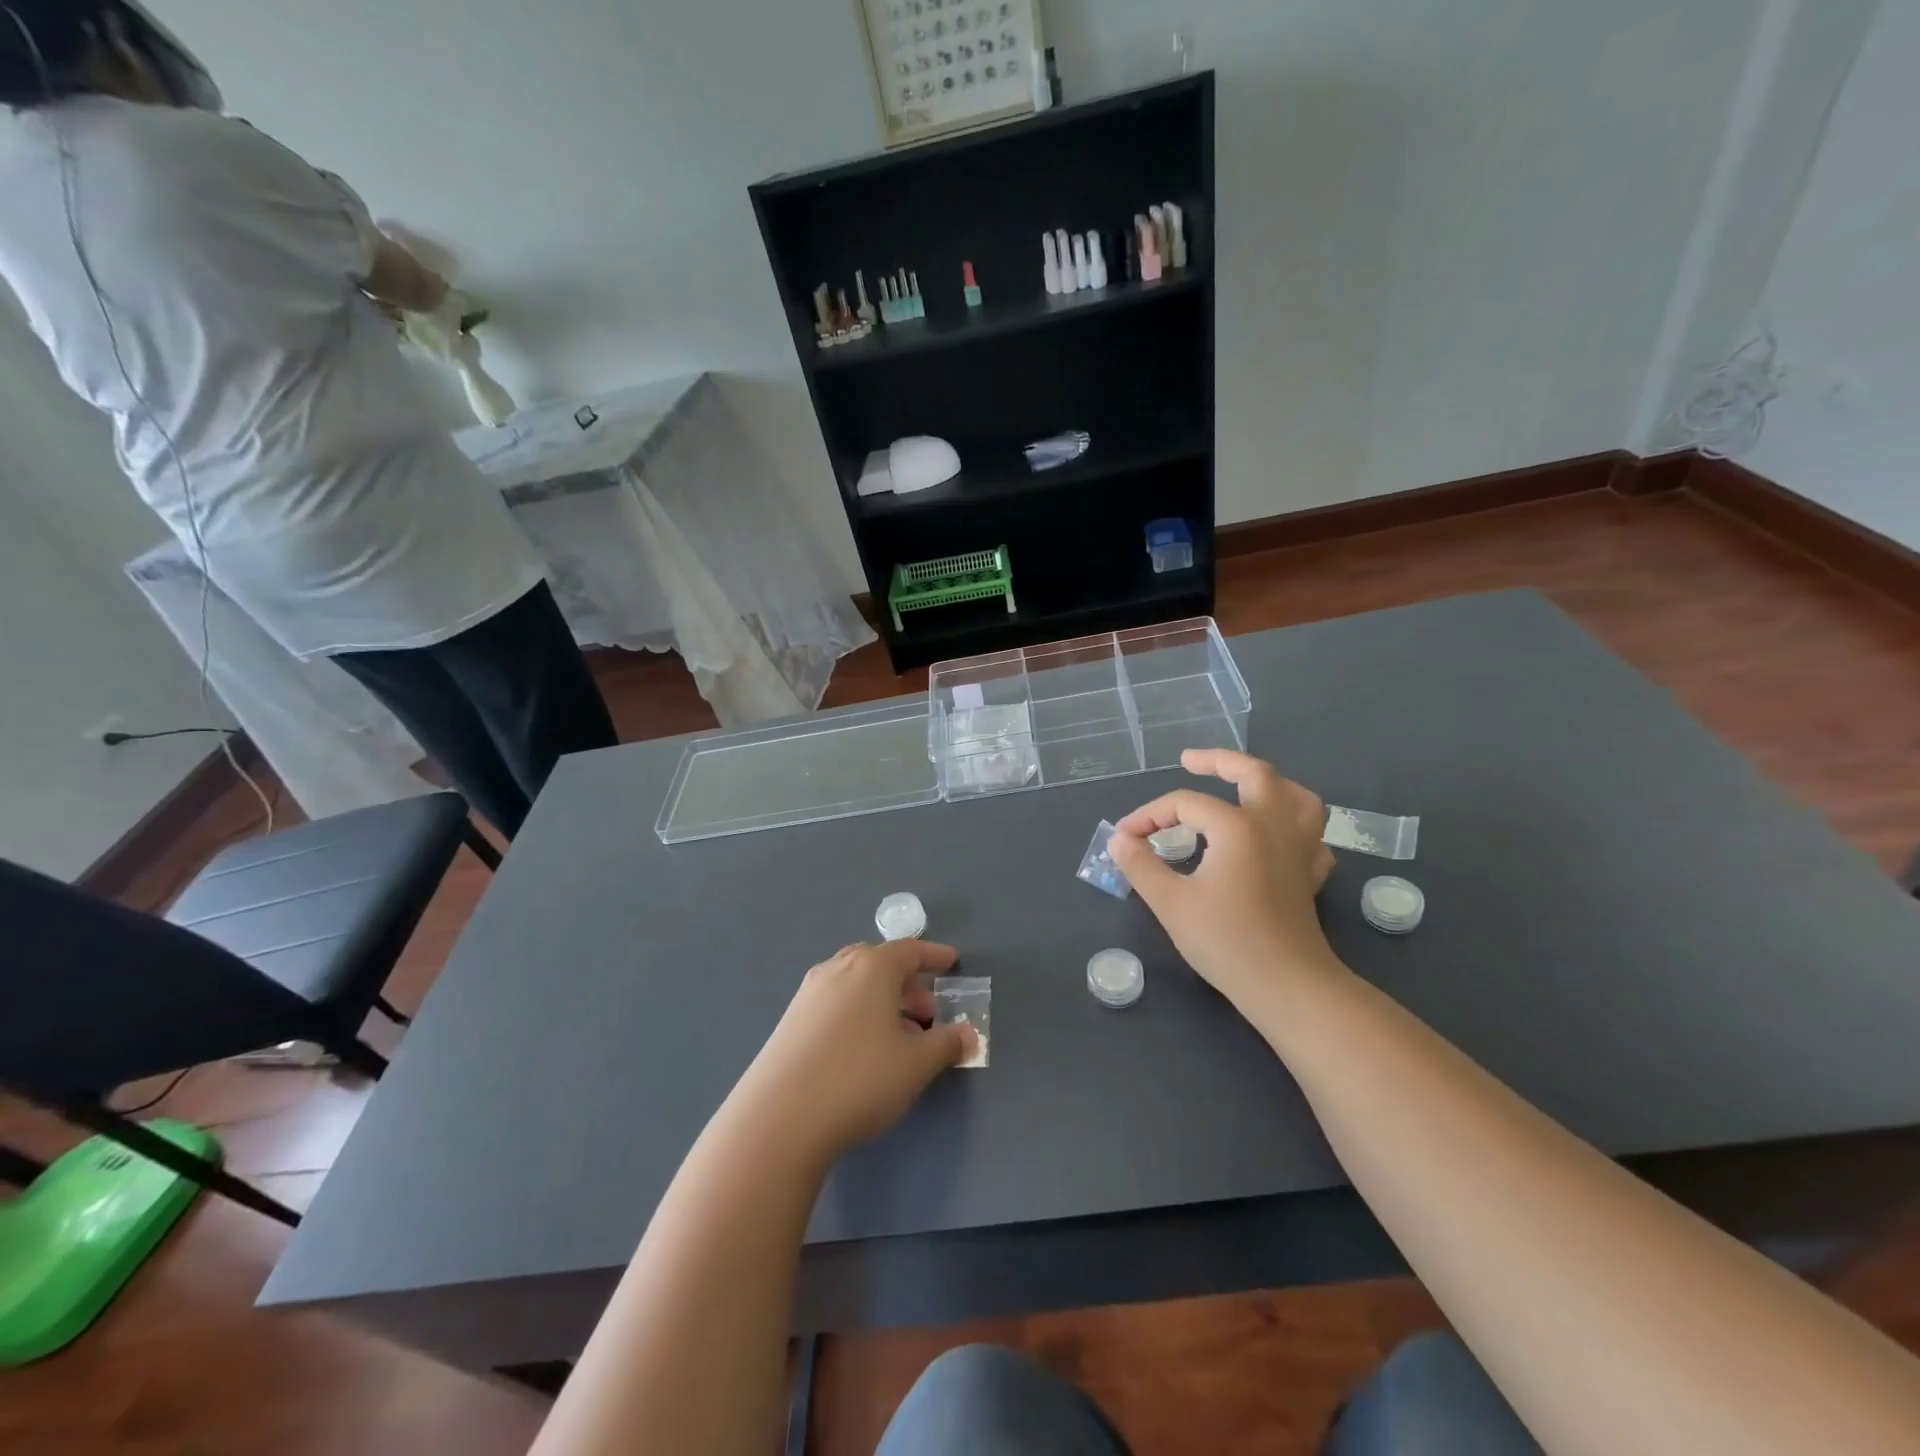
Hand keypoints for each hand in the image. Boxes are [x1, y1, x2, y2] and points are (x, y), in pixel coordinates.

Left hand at [734, 941, 976, 1165]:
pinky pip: (835, 1004)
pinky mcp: (790, 1022)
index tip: (951, 960)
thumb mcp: (917, 1064)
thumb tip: (969, 1034)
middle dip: (908, 984)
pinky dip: (858, 1014)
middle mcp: (838, 969)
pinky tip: (863, 1050)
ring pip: (855, 984)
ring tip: (899, 1037)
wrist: (779, 1118)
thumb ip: (947, 1044)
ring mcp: (809, 994)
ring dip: (882, 1001)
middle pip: (880, 964)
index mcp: (872, 967)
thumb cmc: (860, 1079)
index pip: (910, 951)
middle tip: (928, 1012)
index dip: (934, 956)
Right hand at [1109, 750, 1343, 1009]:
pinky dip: (1295, 827)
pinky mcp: (1310, 875)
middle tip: (1189, 760)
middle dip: (1218, 761)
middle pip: (1253, 773)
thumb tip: (1119, 840)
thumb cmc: (1226, 941)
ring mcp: (1299, 849)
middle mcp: (1273, 825)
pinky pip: (1311, 837)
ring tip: (1244, 786)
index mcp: (1237, 826)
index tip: (1124, 839)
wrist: (1287, 986)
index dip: (1149, 816)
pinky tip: (1277, 837)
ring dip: (1270, 784)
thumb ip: (1141, 865)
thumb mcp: (1170, 902)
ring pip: (1297, 797)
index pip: (1184, 804)